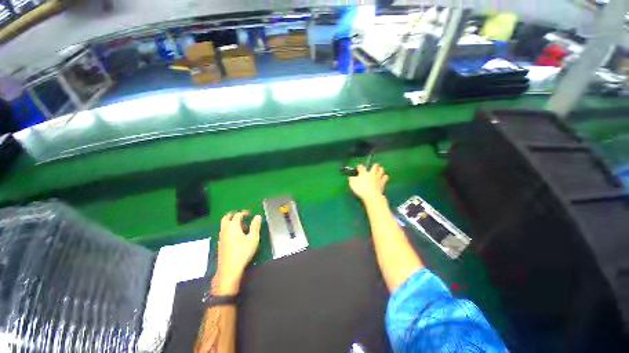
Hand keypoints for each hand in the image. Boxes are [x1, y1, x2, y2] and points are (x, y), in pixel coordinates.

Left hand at [213, 211, 261, 294]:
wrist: (229, 269)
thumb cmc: (243, 252)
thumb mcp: (253, 238)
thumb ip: (255, 226)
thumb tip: (257, 216)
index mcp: (233, 226)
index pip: (238, 215)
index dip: (244, 213)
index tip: (250, 214)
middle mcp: (225, 229)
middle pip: (226, 217)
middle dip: (234, 214)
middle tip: (242, 215)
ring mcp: (221, 237)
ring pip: (224, 225)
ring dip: (231, 222)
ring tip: (242, 226)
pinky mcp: (220, 243)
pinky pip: (224, 231)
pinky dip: (229, 228)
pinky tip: (237, 236)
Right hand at [349, 164, 388, 201]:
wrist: (371, 195)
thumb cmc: (360, 189)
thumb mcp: (352, 184)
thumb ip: (352, 179)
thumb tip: (351, 177)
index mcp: (363, 173)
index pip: (361, 167)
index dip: (360, 166)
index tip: (359, 166)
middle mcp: (371, 174)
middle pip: (374, 167)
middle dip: (374, 165)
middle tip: (374, 165)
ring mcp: (378, 177)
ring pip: (381, 170)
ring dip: (381, 169)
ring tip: (380, 169)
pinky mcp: (383, 182)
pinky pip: (385, 177)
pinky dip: (385, 176)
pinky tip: (384, 177)